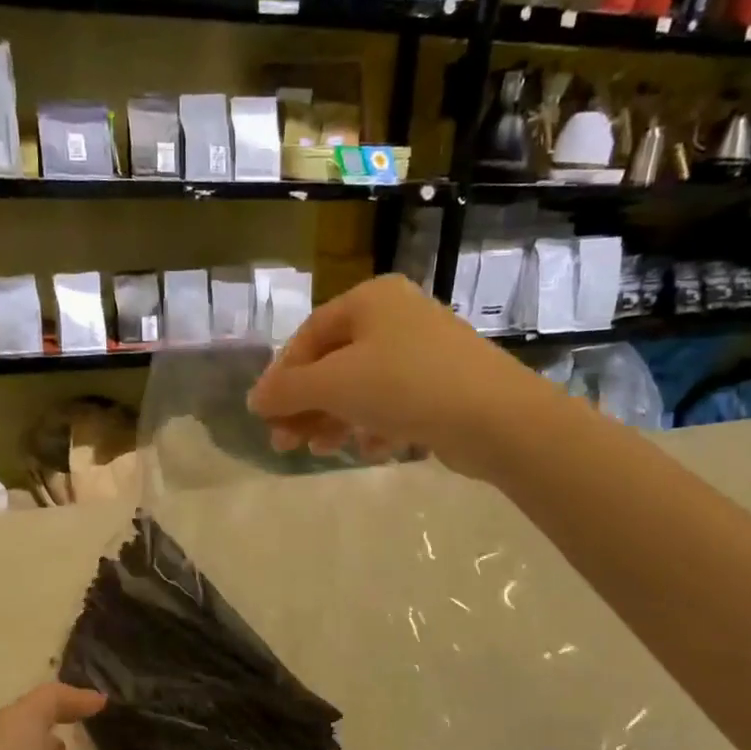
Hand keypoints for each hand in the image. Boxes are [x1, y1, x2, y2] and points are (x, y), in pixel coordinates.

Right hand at [246, 275, 540, 478]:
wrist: (495, 417)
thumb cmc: (405, 385)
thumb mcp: (334, 384)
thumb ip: (287, 390)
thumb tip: (255, 400)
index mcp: (370, 300)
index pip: (309, 336)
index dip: (282, 376)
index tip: (265, 414)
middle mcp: (397, 318)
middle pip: (334, 364)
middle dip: (307, 405)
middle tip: (286, 443)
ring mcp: (423, 352)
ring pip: (362, 387)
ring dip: (335, 419)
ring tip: (321, 450)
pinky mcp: (442, 386)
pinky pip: (393, 403)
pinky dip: (374, 425)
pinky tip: (372, 449)